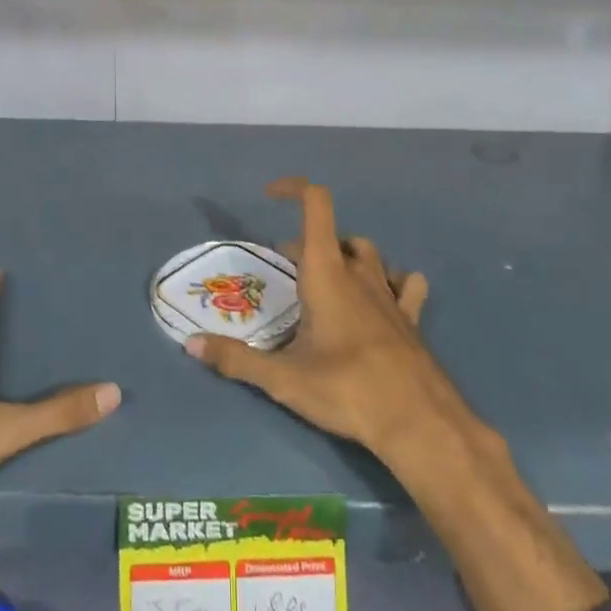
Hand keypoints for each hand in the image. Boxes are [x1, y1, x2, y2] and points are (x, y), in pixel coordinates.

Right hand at [185, 178, 461, 462]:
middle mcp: (359, 272)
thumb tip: (191, 344)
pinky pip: (405, 284)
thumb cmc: (346, 390)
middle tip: (285, 271)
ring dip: (345, 256)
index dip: (294, 188)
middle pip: (333, 236)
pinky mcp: (411, 317)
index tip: (269, 196)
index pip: (316, 204)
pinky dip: (391, 280)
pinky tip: (381, 298)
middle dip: (305, 244)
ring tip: (327, 280)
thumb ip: (236, 360)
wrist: (418, 422)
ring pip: (367, 253)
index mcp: (327, 271)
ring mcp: (389, 293)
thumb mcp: (283, 378)